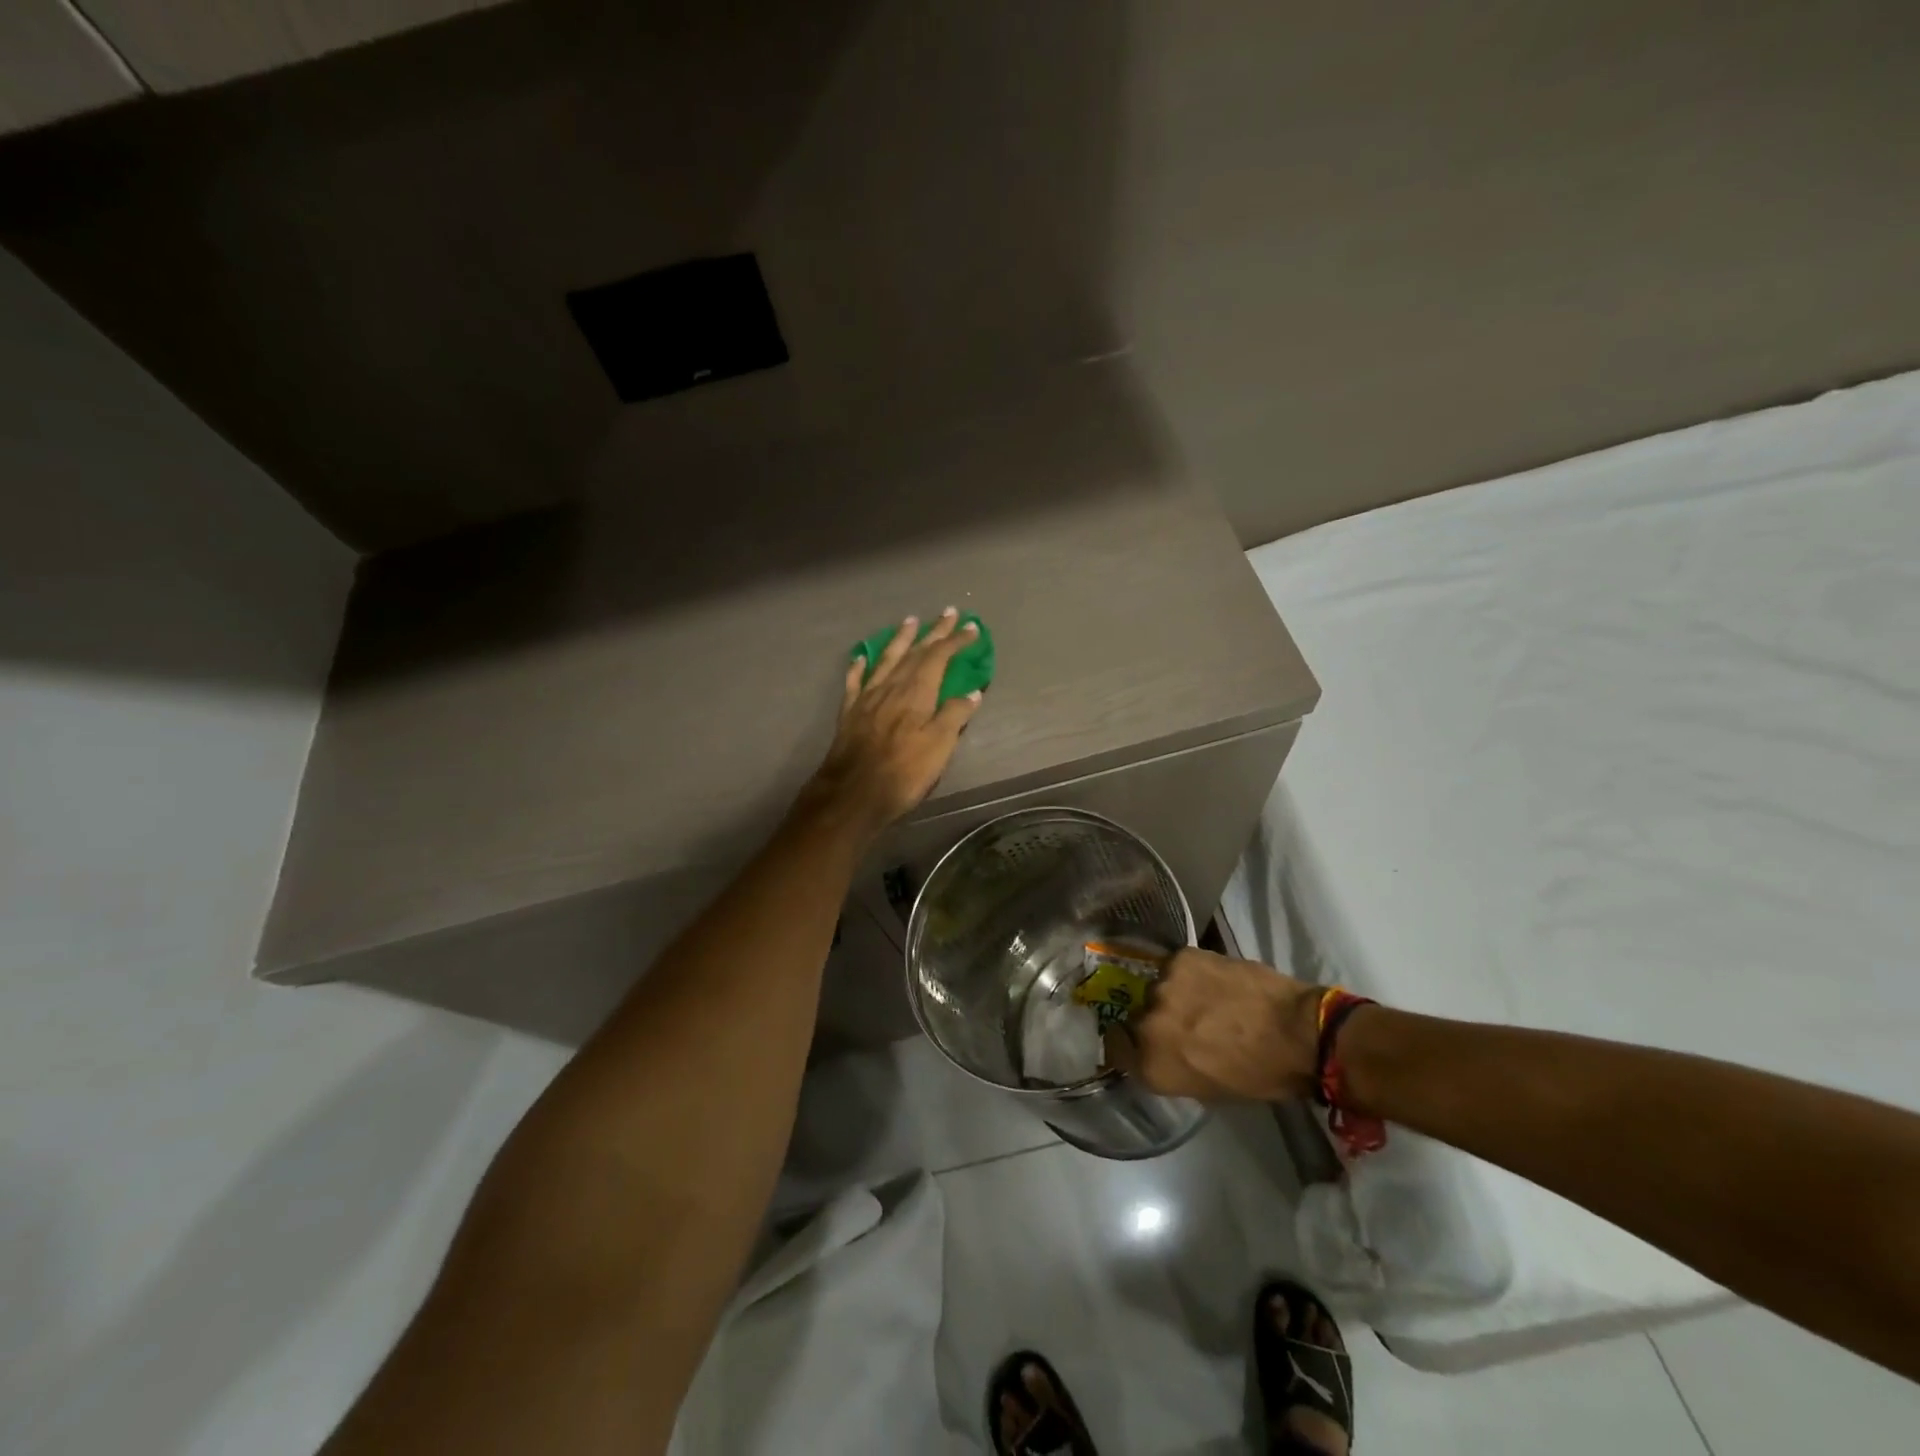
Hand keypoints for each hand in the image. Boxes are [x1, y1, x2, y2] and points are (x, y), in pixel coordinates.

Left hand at [803, 609, 983, 837]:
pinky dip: (860, 665)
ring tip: (910, 621)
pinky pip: (855, 680)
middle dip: (934, 632)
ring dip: (900, 639)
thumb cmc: (903, 772)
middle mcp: (891, 686)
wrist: (853, 793)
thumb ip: (954, 715)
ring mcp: (868, 697)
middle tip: (948, 613)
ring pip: (886, 659)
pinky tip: (861, 655)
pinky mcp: (850, 712)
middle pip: (915, 652)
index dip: (956, 641)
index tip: (972, 628)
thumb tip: (971, 692)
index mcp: (916, 692)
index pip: (939, 657)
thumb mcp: (939, 746)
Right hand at [1105, 947, 1322, 1102]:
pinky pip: (1175, 966)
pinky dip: (1190, 973)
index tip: (1146, 1042)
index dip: (1128, 1044)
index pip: (1115, 1048)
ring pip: (1157, 987)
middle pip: (1137, 1015)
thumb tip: (1161, 1048)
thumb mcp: (1206, 1087)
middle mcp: (1146, 1023)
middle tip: (1186, 1021)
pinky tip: (1214, 980)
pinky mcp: (1181, 957)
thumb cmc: (1259, 1075)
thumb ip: (1170, 1065)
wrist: (1298, 1032)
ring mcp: (1162, 985)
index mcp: (1151, 1064)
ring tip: (1205, 998)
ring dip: (1174, 993)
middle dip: (1157, 1018)